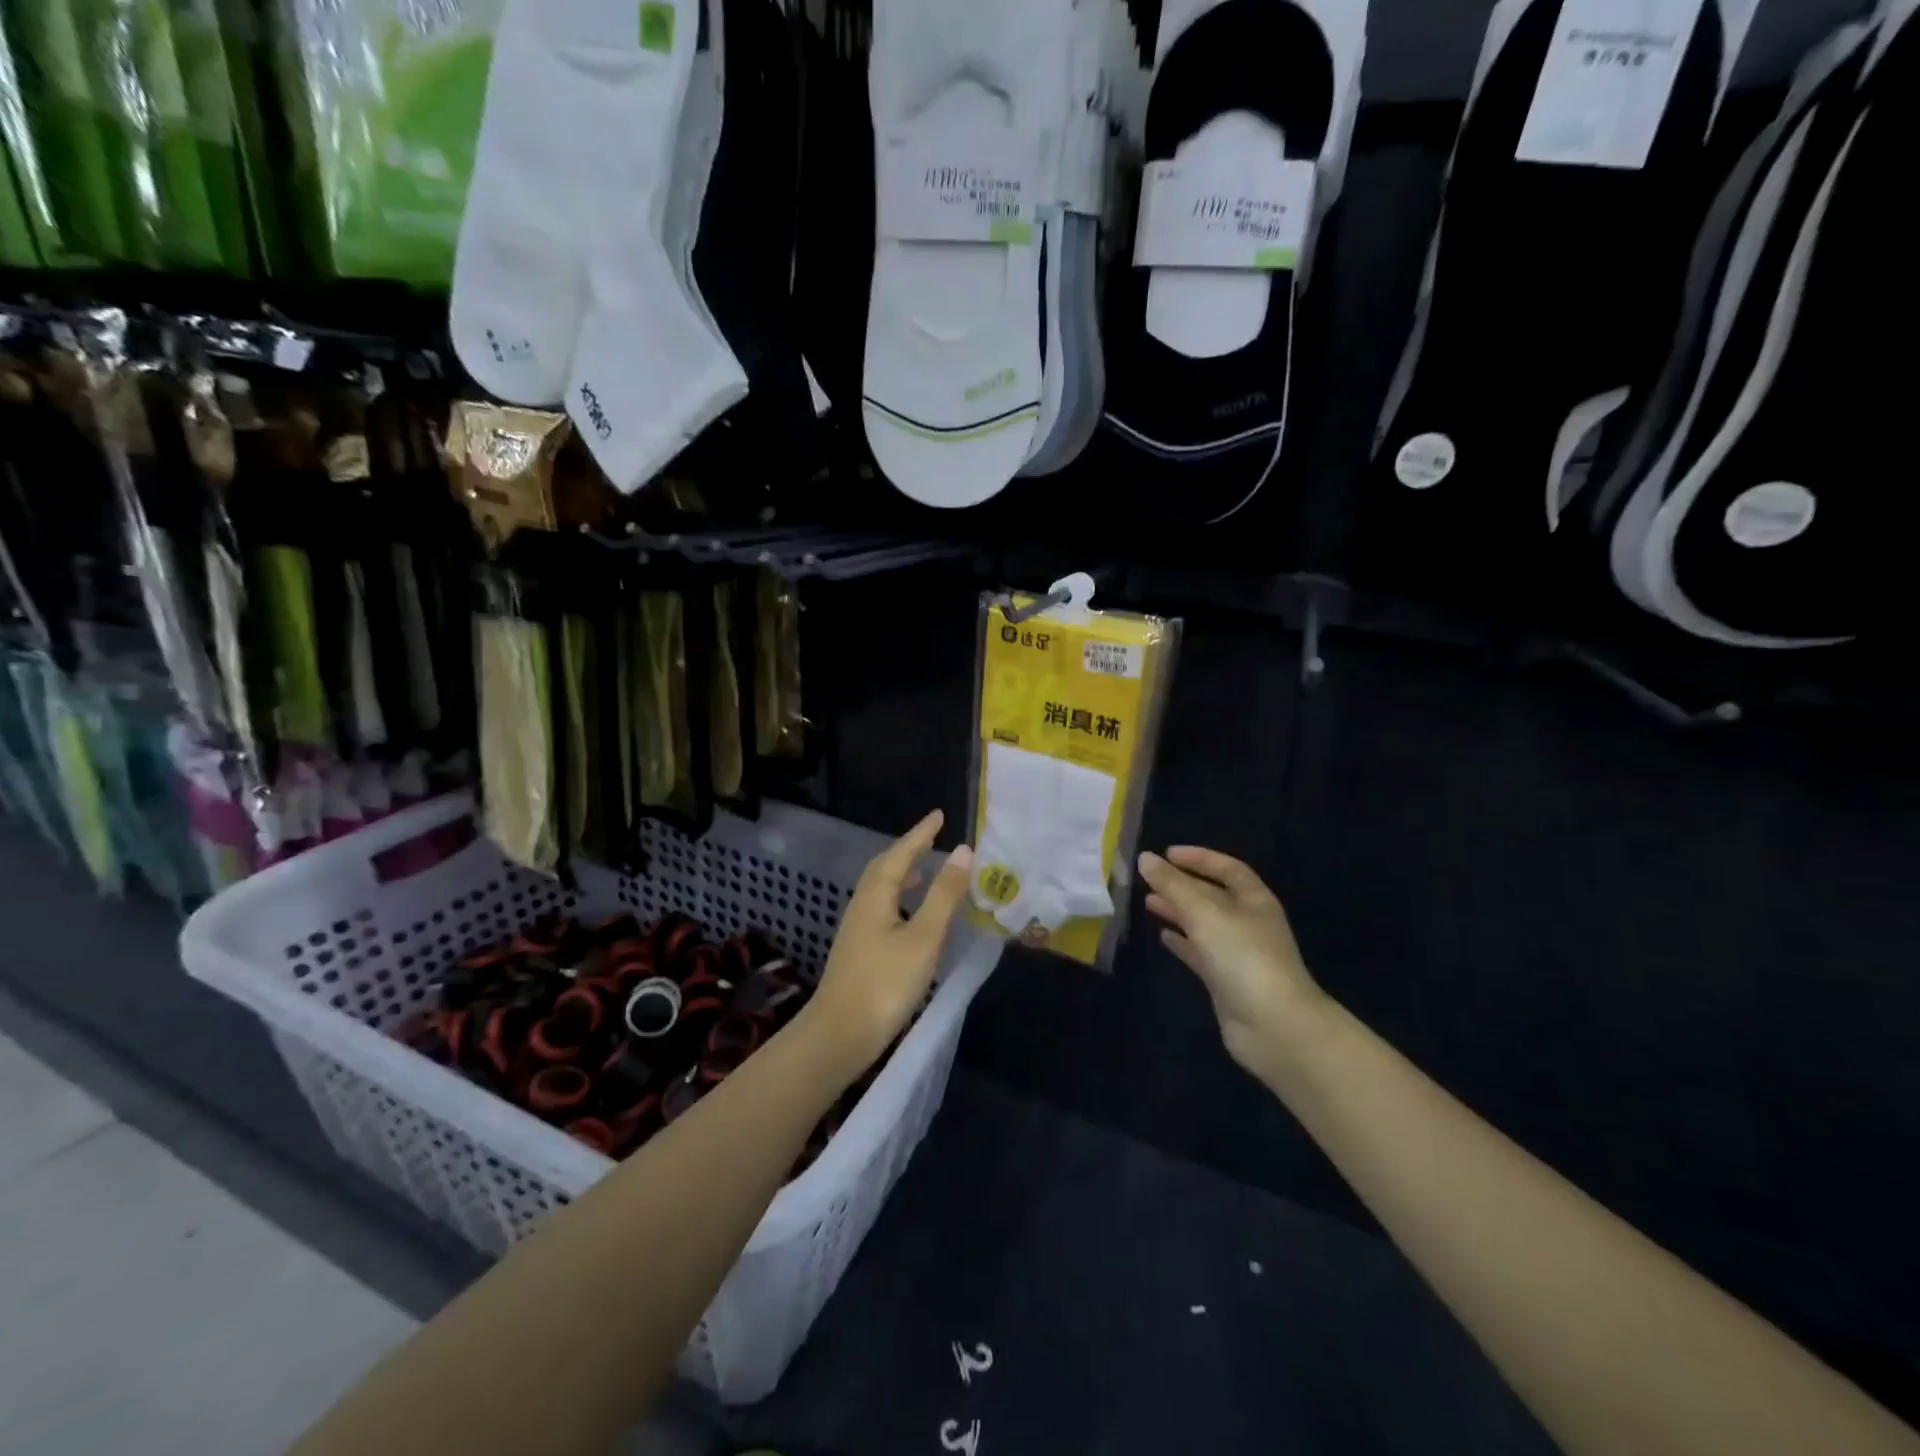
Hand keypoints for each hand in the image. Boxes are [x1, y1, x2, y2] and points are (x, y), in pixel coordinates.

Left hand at [800, 810, 973, 1082]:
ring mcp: (856, 929)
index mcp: (875, 896)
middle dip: (908, 850)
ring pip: (880, 889)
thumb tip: (962, 851)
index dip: (920, 834)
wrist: (840, 1035)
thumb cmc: (886, 983)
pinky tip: (910, 916)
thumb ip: (944, 895)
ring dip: (901, 873)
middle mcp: (862, 905)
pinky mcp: (858, 950)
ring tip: (923, 871)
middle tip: (932, 838)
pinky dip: (898, 898)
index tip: (939, 816)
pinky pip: (880, 907)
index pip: (900, 854)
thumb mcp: (924, 937)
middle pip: (884, 867)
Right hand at [1138, 848, 1327, 1079]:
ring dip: (1178, 912)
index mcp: (1254, 901)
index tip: (1167, 854)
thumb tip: (1145, 858)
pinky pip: (1200, 953)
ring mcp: (1238, 954)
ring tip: (1148, 902)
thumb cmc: (1243, 957)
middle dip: (1182, 885)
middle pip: (1213, 896)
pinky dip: (1182, 943)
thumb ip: (1173, 885)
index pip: (1228, 869)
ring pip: (1203, 924)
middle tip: (1149, 879)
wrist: (1273, 1026)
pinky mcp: (1225, 981)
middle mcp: (1248, 923)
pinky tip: (1162, 937)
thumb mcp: (1204, 913)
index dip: (1199, 858)